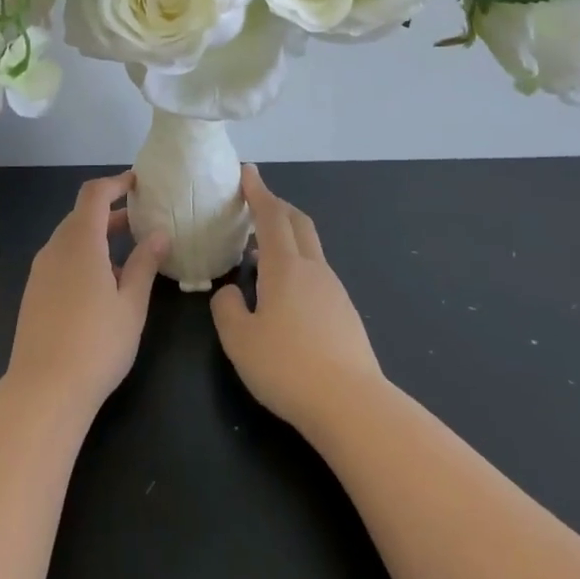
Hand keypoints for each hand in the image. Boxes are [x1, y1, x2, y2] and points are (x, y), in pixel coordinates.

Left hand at [5, 171, 168, 414]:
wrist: (43, 390)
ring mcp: (41, 271)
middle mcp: (55, 248)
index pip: (94, 194)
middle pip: (82, 215)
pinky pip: (61, 259)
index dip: (116, 183)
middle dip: (111, 212)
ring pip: (70, 238)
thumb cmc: (96, 344)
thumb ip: (145, 264)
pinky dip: (84, 256)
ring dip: (98, 236)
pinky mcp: (34, 292)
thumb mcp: (131, 304)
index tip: (139, 184)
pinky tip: (103, 284)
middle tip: (142, 220)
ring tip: (129, 254)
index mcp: (80, 242)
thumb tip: (160, 234)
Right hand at [211, 165, 385, 436]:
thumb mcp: (239, 339)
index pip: (270, 215)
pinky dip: (297, 265)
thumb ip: (227, 308)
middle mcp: (313, 269)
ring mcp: (334, 291)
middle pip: (298, 222)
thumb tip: (231, 293)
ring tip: (261, 251)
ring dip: (287, 237)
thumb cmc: (287, 367)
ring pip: (310, 248)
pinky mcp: (346, 315)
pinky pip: (317, 274)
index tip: (247, 171)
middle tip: (255, 202)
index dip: (257, 191)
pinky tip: (284, 293)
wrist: (352, 407)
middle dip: (276, 206)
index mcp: (284, 267)